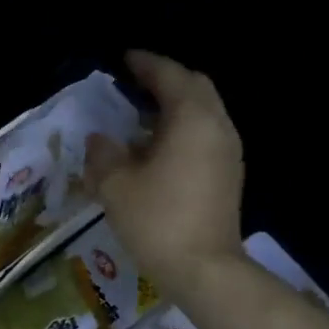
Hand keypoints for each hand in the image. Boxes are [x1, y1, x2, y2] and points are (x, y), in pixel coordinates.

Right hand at [86, 50, 246, 295]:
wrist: (204, 270)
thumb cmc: (157, 219)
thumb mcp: (115, 185)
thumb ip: (103, 154)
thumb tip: (100, 140)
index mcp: (192, 119)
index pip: (170, 76)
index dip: (147, 64)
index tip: (125, 58)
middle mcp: (217, 127)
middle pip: (196, 88)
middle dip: (167, 80)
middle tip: (136, 83)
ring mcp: (228, 152)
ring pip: (204, 112)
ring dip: (175, 106)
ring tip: (142, 115)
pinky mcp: (228, 175)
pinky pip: (206, 135)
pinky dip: (183, 129)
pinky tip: (157, 148)